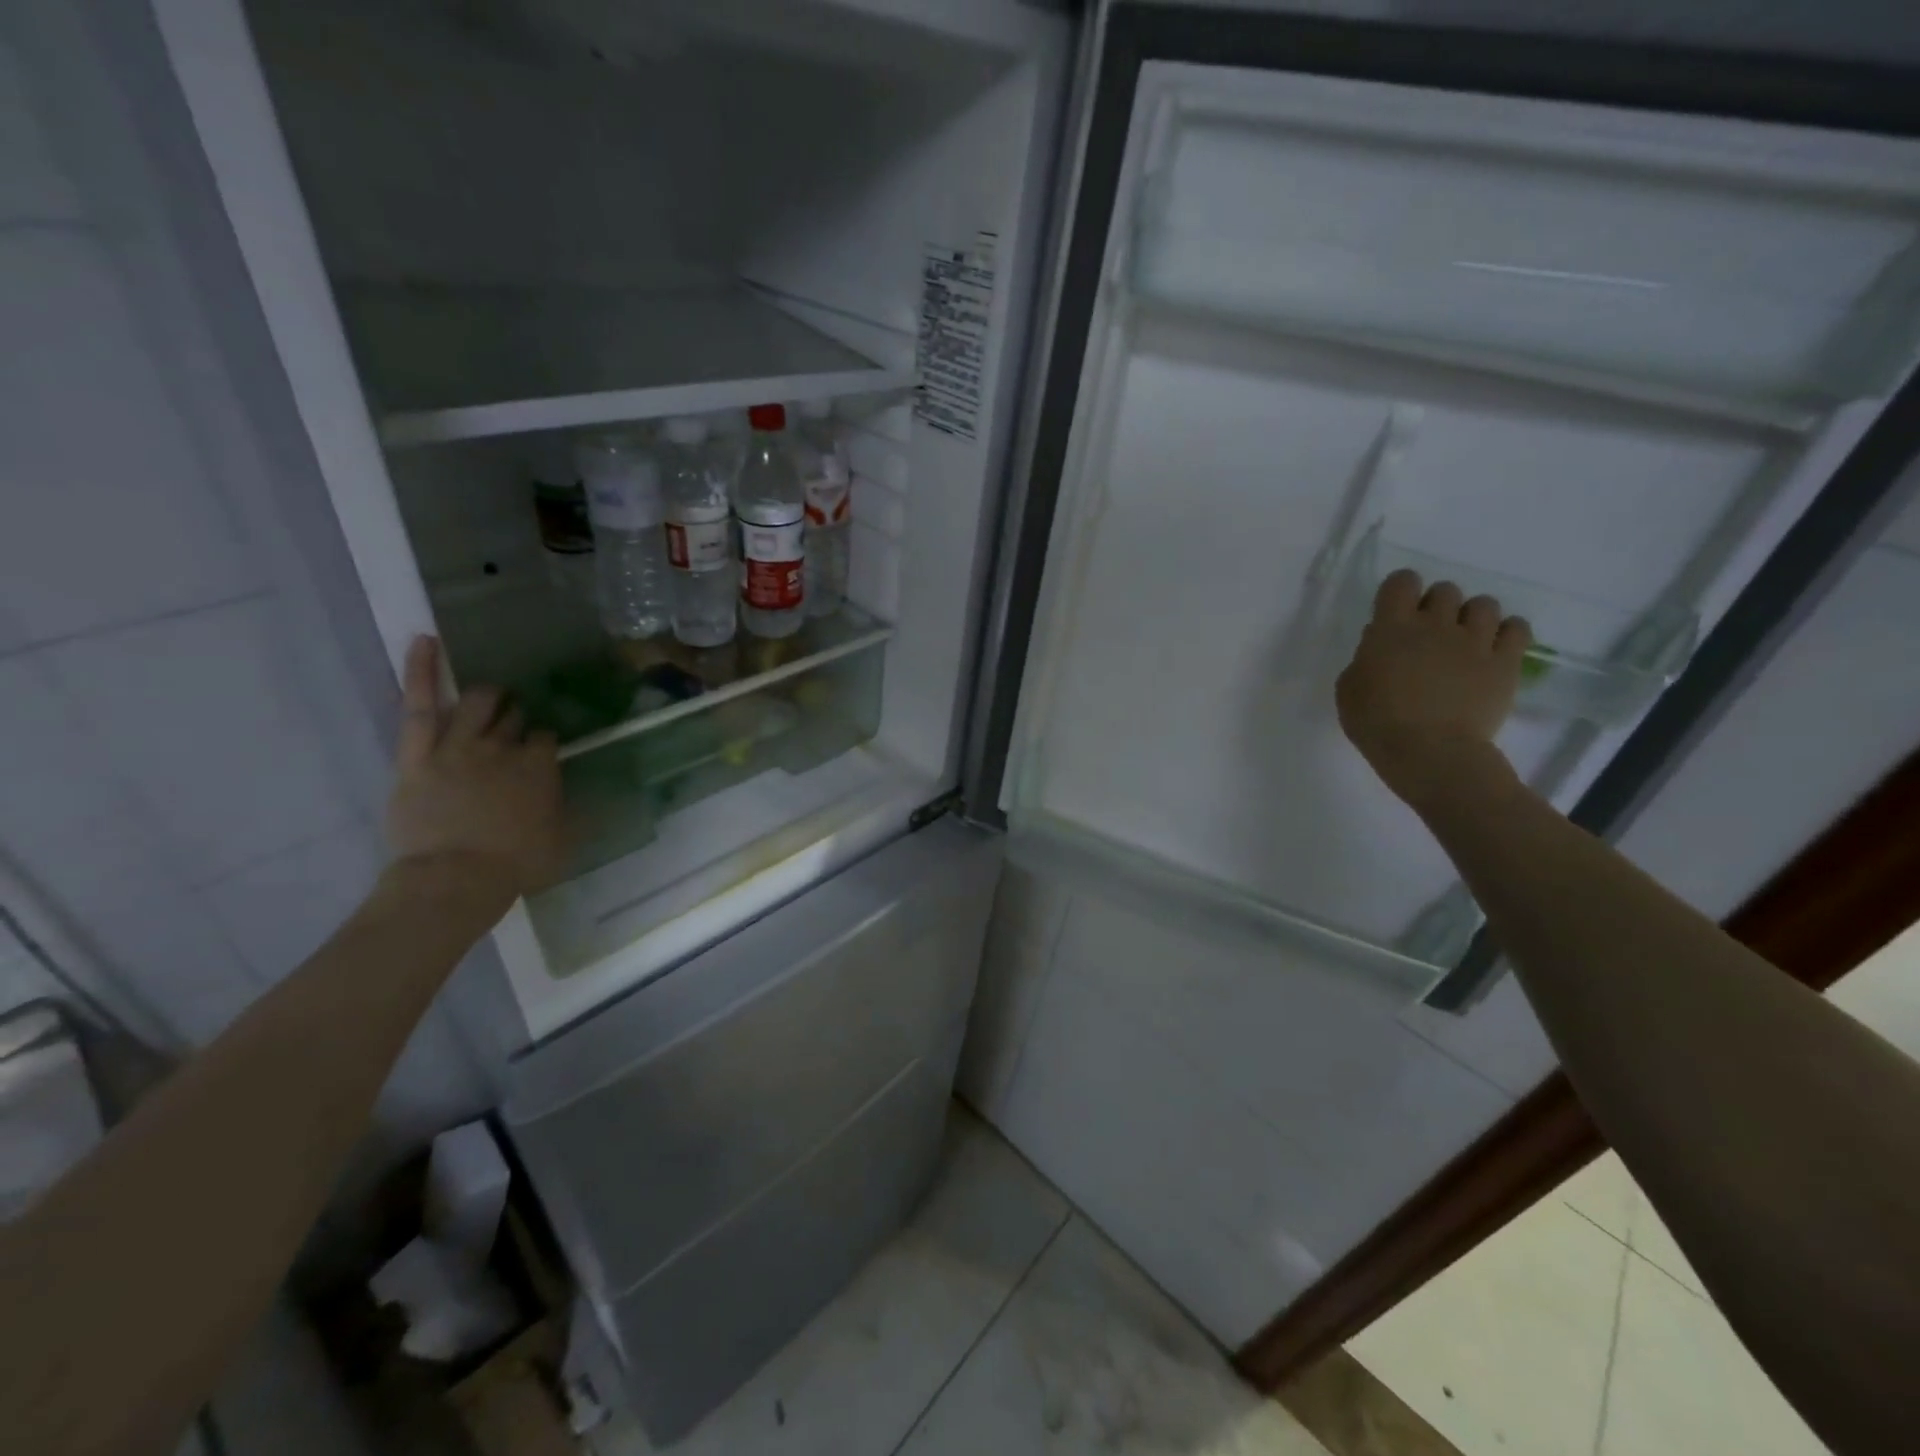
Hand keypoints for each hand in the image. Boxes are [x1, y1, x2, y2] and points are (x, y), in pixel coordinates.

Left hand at [384, 636, 564, 903]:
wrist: (456, 878)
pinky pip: (420, 706)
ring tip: (493, 696)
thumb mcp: (562, 839)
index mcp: (540, 767)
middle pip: (513, 720)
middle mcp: (504, 747)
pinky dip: (423, 671)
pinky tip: (425, 640)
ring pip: (478, 704)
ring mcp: (459, 746)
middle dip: (517, 717)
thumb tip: (580, 793)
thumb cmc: (516, 864)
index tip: (539, 754)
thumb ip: (568, 808)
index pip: (545, 739)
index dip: (542, 744)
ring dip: (489, 696)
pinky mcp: (418, 754)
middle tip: (515, 723)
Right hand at [1335, 569, 1531, 809]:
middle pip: (1445, 590)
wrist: (1430, 752)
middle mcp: (1436, 625)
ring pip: (1484, 604)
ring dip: (1471, 618)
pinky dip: (1506, 633)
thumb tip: (1382, 643)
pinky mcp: (1505, 662)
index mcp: (1392, 628)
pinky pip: (1517, 628)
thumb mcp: (1349, 689)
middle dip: (1436, 606)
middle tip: (1429, 634)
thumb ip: (1365, 658)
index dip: (1400, 591)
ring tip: (1464, 642)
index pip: (1402, 582)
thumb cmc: (1377, 723)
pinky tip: (1493, 649)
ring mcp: (1475, 641)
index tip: (1396, 611)